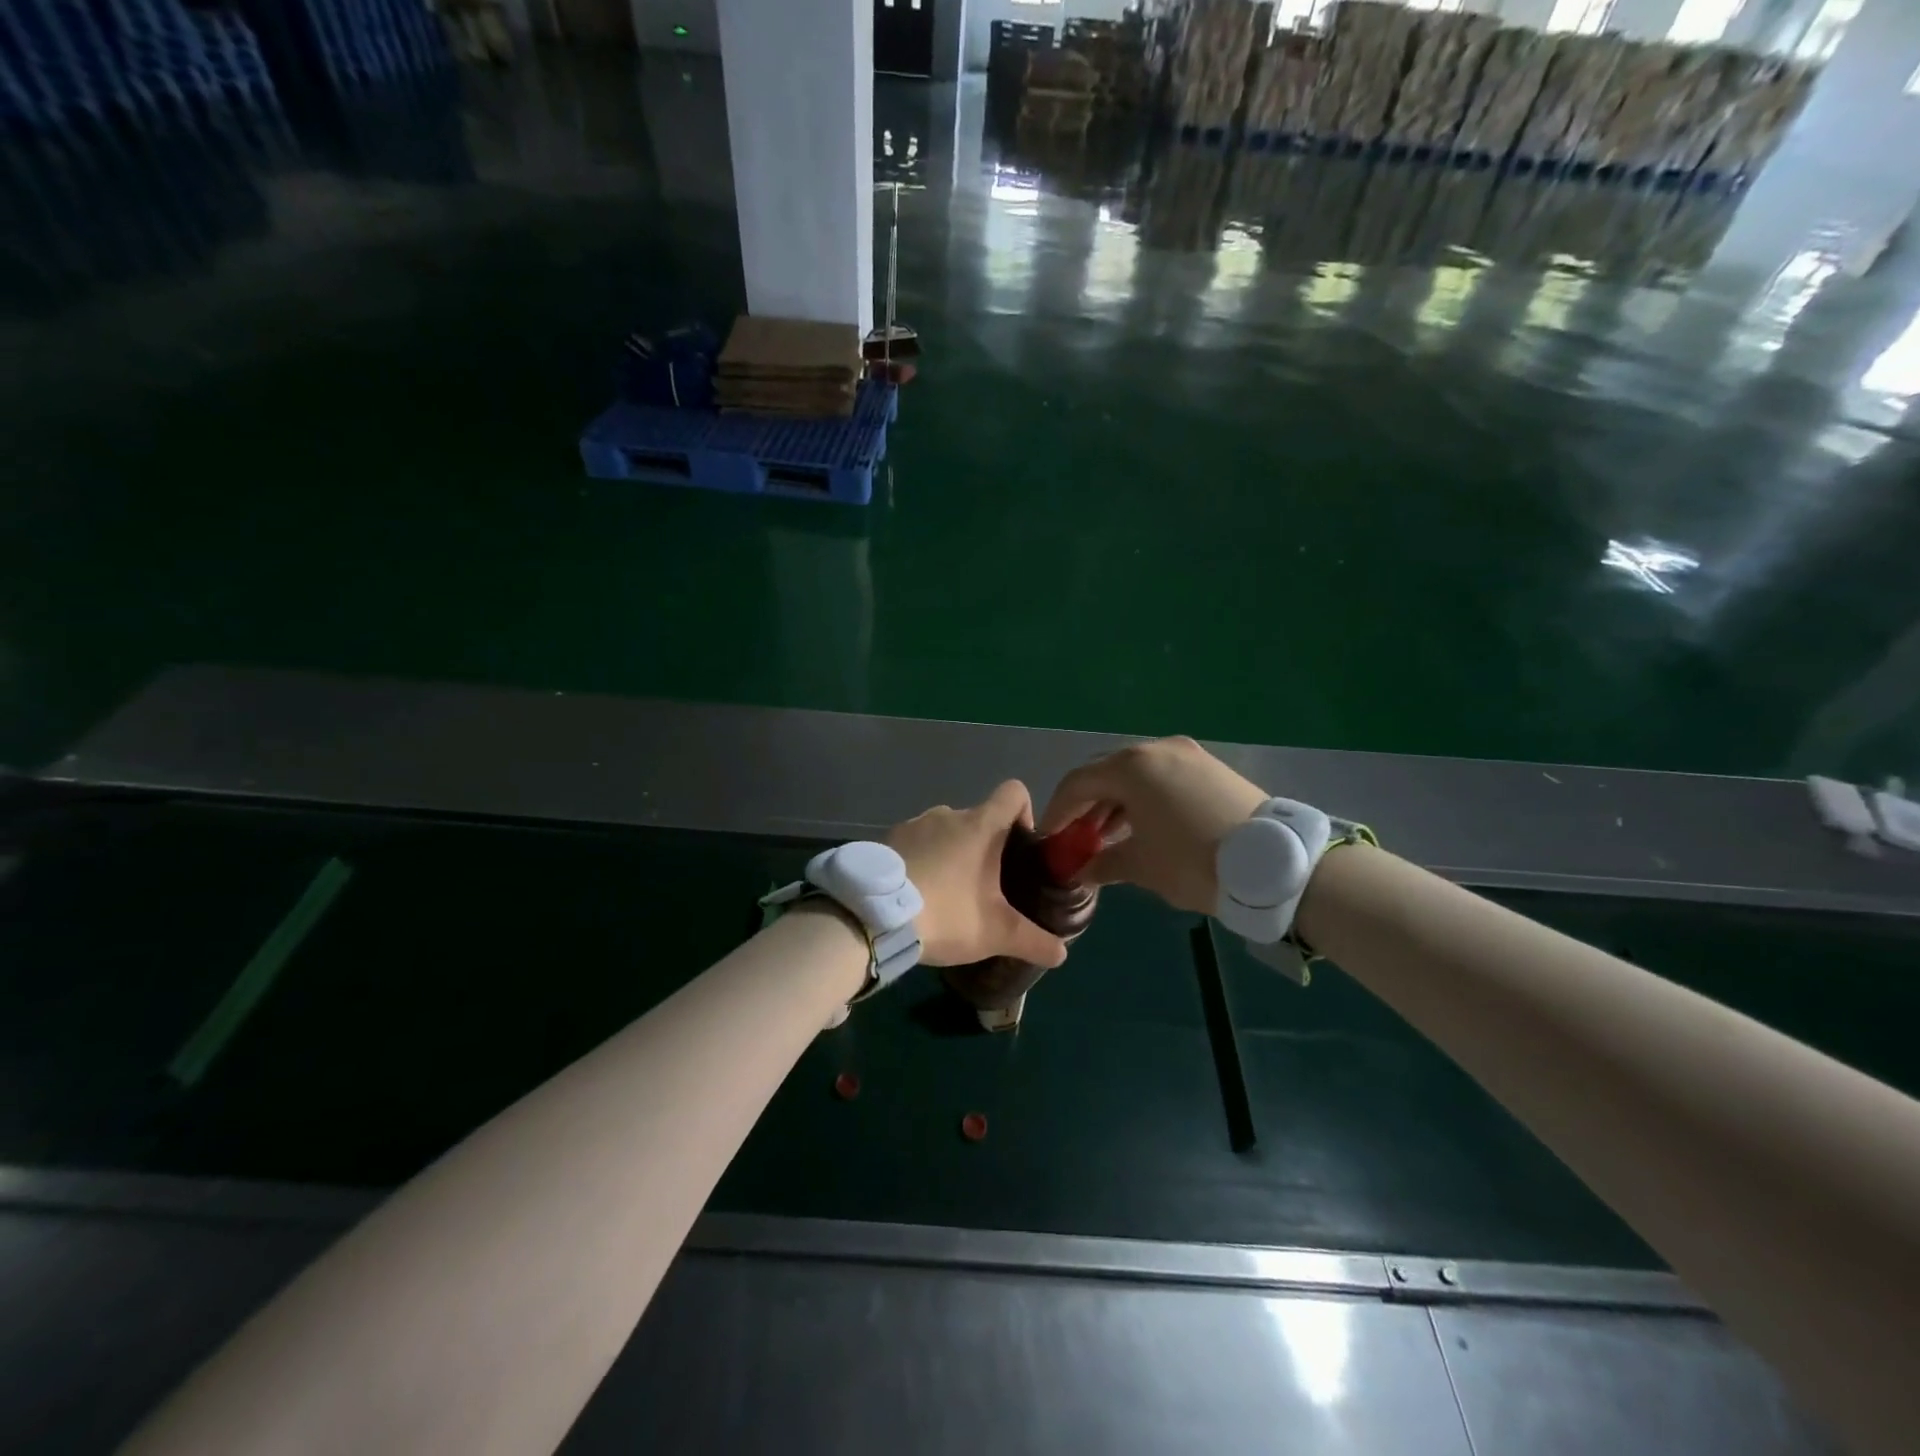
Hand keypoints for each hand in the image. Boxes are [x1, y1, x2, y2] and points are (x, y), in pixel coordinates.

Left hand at [887, 781, 1068, 968]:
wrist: (873, 917)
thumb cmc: (946, 913)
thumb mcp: (996, 933)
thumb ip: (1034, 941)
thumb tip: (1062, 954)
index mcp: (980, 825)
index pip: (1013, 792)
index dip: (1024, 813)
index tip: (1021, 847)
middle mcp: (947, 814)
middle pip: (978, 818)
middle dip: (986, 847)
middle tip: (985, 886)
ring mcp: (913, 824)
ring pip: (944, 831)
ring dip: (951, 853)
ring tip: (946, 893)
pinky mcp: (886, 840)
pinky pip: (914, 843)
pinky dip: (921, 860)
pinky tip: (915, 894)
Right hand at [1038, 737, 1266, 914]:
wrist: (1275, 864)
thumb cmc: (1193, 861)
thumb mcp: (1142, 866)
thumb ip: (1103, 863)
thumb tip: (1081, 870)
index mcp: (1132, 767)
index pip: (1078, 783)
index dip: (1058, 811)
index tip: (1049, 838)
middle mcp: (1156, 749)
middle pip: (1106, 772)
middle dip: (1086, 804)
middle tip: (1076, 836)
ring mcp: (1187, 754)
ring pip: (1137, 774)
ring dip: (1116, 801)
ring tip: (1106, 835)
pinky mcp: (1210, 767)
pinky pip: (1163, 777)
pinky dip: (1144, 798)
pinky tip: (1143, 825)